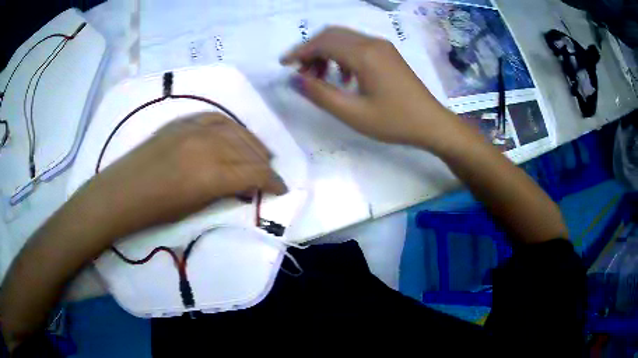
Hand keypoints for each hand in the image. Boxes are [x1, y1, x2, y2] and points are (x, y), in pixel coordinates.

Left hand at [76, 112, 286, 239]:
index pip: (255, 173)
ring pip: (235, 129)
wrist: (123, 192)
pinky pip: (215, 118)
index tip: (281, 188)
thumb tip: (243, 185)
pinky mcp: (182, 122)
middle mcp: (208, 145)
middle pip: (249, 149)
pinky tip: (234, 133)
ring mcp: (194, 129)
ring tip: (259, 151)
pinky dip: (230, 126)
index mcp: (212, 174)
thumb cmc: (157, 211)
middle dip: (264, 162)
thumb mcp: (196, 208)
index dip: (273, 182)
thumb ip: (224, 192)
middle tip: (271, 171)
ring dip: (252, 141)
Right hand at [281, 27, 461, 150]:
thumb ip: (320, 94)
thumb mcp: (353, 113)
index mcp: (364, 55)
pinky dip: (342, 55)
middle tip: (301, 73)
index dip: (300, 51)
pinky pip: (357, 45)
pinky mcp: (387, 53)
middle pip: (332, 35)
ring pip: (344, 39)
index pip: (322, 43)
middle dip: (311, 50)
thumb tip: (294, 79)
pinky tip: (343, 77)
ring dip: (326, 52)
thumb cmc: (394, 121)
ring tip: (320, 78)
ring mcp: (382, 46)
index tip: (284, 65)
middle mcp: (372, 43)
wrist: (431, 122)